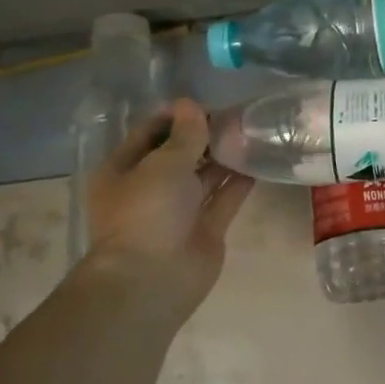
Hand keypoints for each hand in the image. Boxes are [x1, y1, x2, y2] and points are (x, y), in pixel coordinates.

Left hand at [81, 99, 254, 316]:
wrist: (153, 280)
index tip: (208, 103)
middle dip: (206, 135)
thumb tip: (191, 104)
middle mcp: (150, 188)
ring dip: (225, 156)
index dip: (177, 116)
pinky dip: (240, 181)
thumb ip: (185, 134)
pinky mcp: (205, 229)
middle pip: (180, 153)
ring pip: (204, 176)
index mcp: (124, 170)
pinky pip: (225, 199)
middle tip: (238, 115)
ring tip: (253, 132)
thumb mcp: (164, 164)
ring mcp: (179, 211)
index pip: (151, 133)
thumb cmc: (148, 213)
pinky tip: (259, 160)